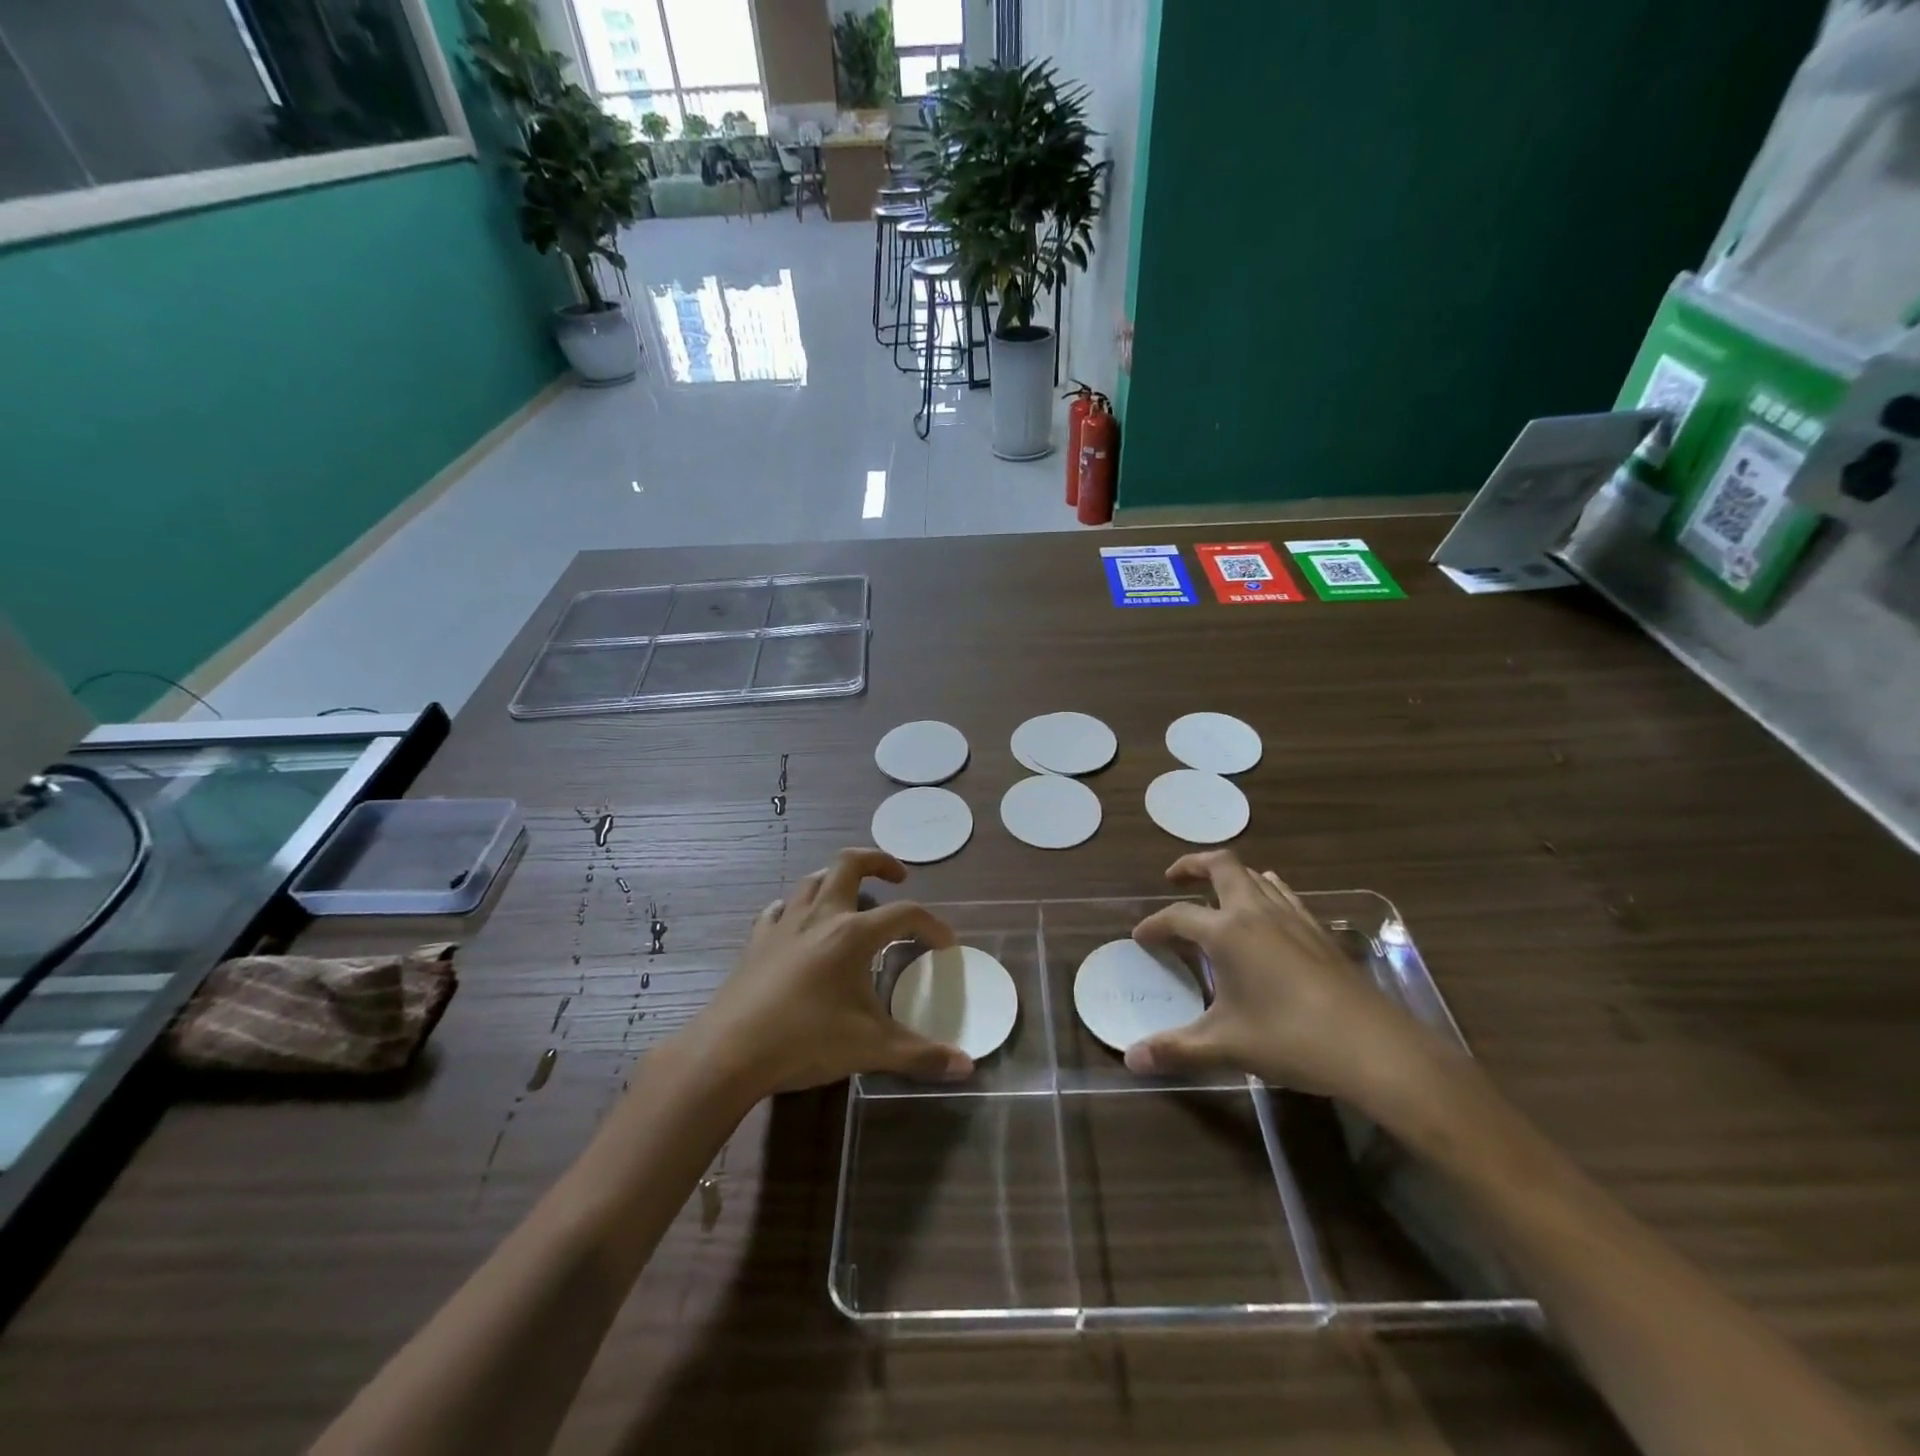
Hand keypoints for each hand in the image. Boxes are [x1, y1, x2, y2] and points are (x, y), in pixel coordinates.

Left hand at [681, 848, 973, 1101]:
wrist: (729, 1052)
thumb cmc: (805, 1041)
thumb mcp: (871, 1049)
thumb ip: (920, 1055)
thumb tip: (967, 1067)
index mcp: (852, 934)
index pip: (905, 915)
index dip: (931, 926)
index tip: (946, 945)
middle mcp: (820, 916)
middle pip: (850, 864)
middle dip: (879, 862)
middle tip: (898, 878)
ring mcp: (784, 925)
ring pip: (813, 880)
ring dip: (837, 879)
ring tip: (853, 897)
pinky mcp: (757, 941)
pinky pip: (779, 910)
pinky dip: (796, 908)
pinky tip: (798, 923)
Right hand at [1126, 851, 1441, 1109]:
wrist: (1374, 1047)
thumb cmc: (1290, 1039)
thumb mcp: (1226, 1045)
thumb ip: (1176, 1048)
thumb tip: (1132, 1060)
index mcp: (1227, 932)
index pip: (1178, 915)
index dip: (1154, 925)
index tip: (1141, 937)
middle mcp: (1256, 912)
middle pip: (1221, 866)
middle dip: (1192, 865)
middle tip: (1174, 878)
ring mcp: (1293, 917)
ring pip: (1256, 876)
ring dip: (1230, 877)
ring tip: (1216, 894)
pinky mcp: (1320, 931)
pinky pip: (1284, 894)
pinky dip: (1265, 891)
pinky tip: (1267, 912)